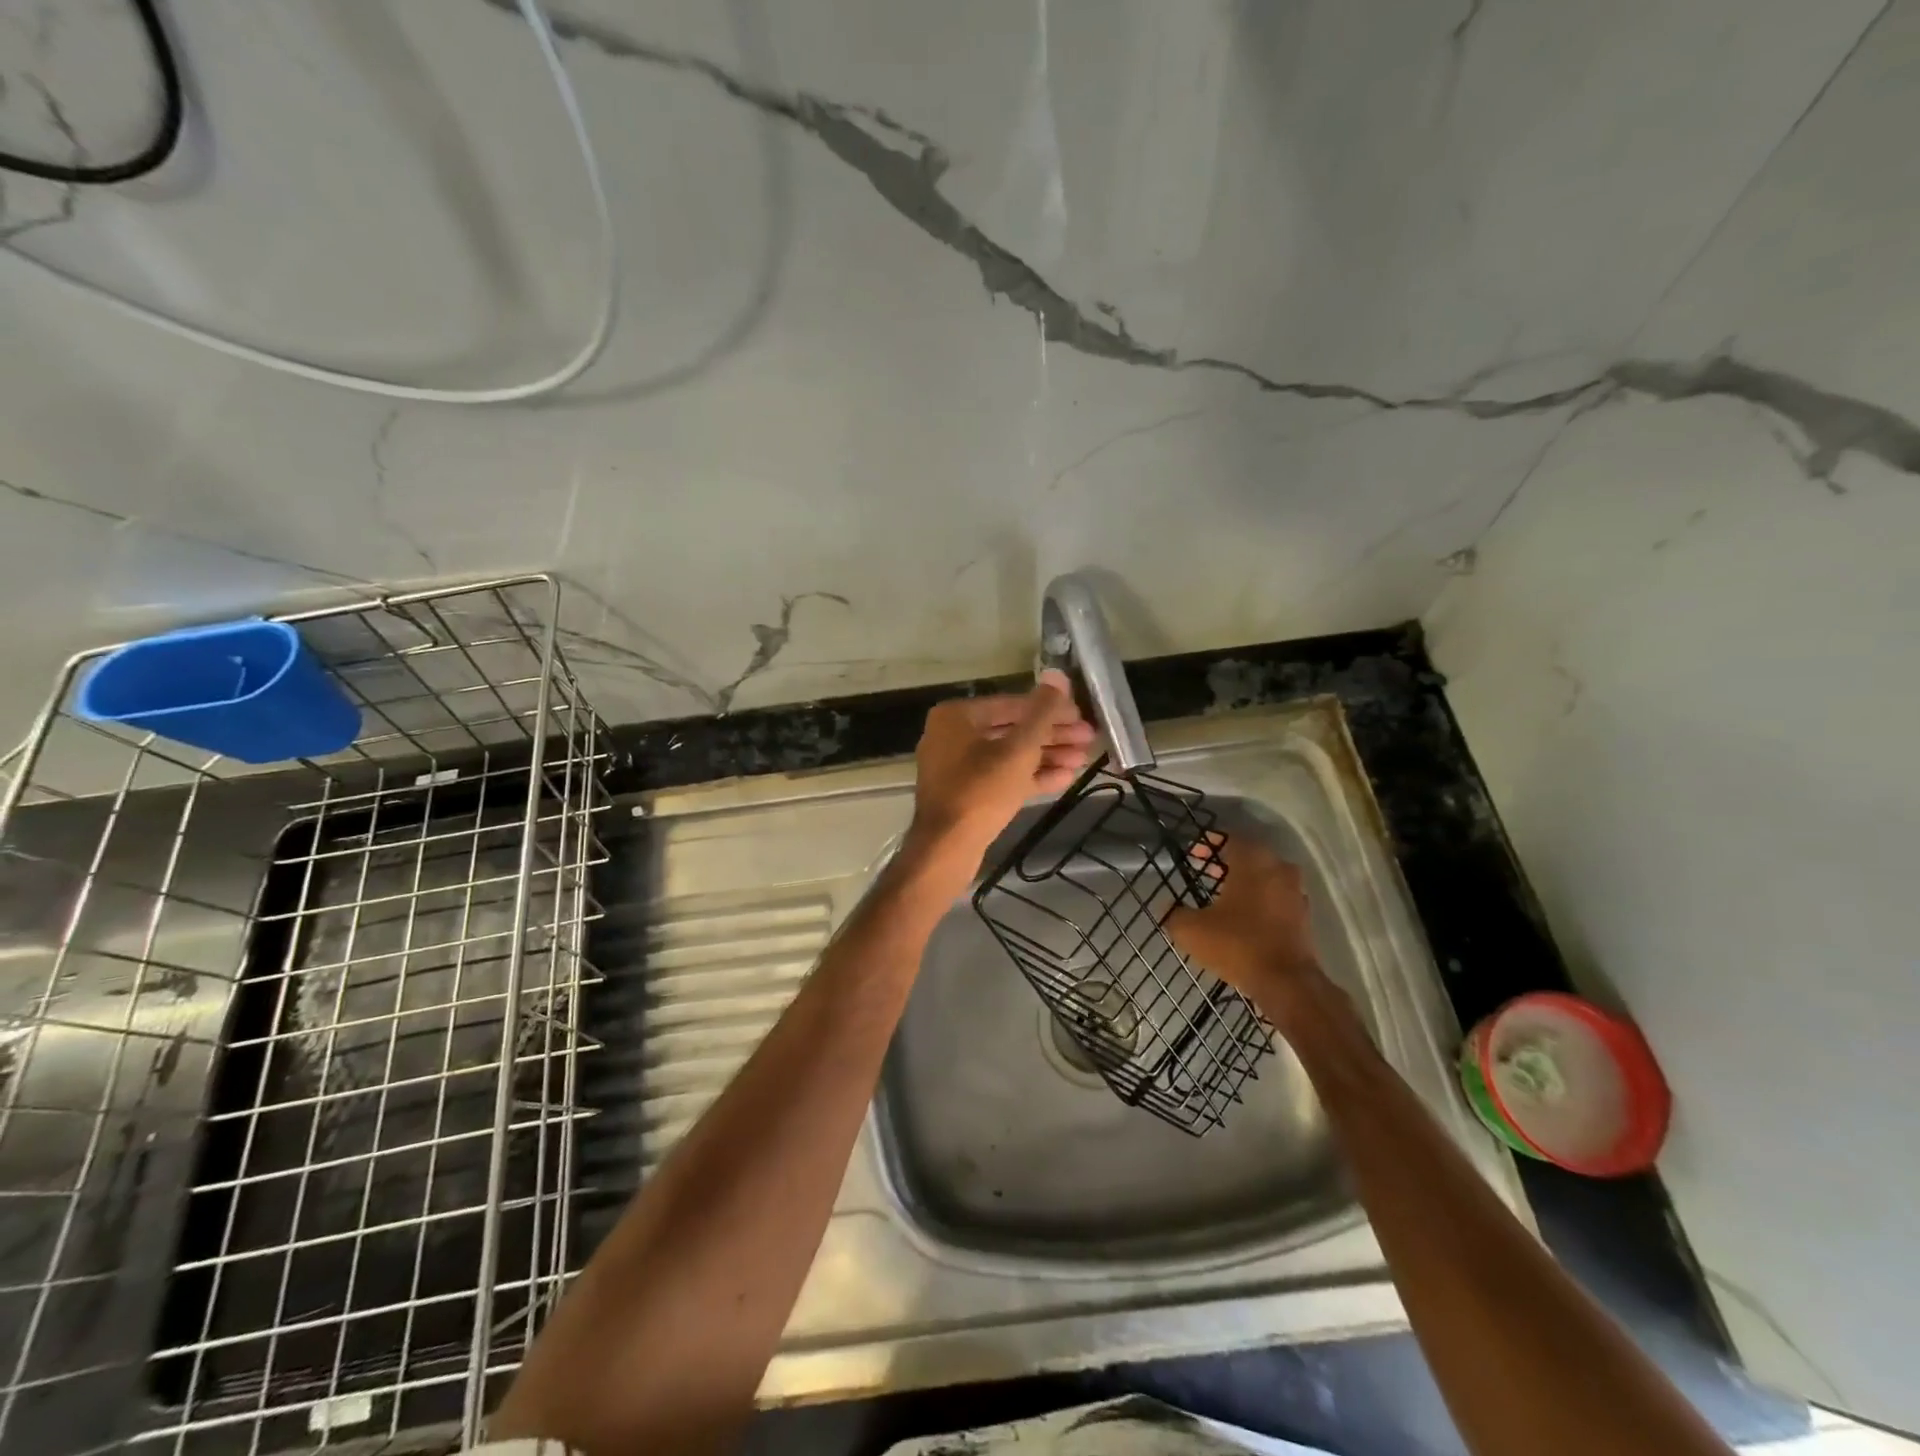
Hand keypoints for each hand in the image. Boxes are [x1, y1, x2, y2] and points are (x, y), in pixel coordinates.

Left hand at [906, 669, 1093, 871]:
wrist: (947, 848)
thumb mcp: (1019, 749)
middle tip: (1089, 739)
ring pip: (1009, 755)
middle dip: (1052, 735)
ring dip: (1047, 755)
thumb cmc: (981, 791)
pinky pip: (1002, 777)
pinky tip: (1066, 778)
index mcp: (957, 716)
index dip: (1051, 709)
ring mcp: (958, 767)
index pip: (1012, 704)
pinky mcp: (967, 793)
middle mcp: (952, 736)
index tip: (1082, 716)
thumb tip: (1058, 675)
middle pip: (1012, 729)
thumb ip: (1041, 712)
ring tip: (1083, 759)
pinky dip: (1030, 776)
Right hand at [1166, 833, 1320, 1003]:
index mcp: (1253, 861)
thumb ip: (1175, 914)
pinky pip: (1276, 897)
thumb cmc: (1237, 945)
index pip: (1230, 838)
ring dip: (1245, 881)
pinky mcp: (1303, 915)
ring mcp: (1295, 892)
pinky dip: (1260, 900)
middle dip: (1226, 862)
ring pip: (1266, 876)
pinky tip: (1243, 917)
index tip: (1192, 854)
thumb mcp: (1191, 930)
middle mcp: (1279, 868)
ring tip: (1221, 895)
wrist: (1287, 982)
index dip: (1208, 844)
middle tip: (1204, 872)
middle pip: (1250, 855)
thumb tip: (1168, 909)